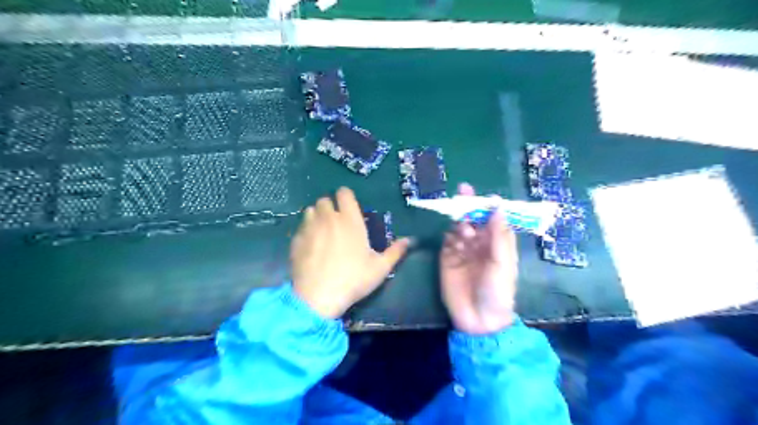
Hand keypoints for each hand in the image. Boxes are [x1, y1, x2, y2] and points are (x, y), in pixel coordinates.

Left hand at [291, 187, 411, 317]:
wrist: (318, 297)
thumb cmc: (353, 279)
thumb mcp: (380, 268)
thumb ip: (395, 251)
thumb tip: (410, 240)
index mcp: (350, 220)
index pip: (344, 193)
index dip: (346, 197)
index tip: (349, 207)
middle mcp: (328, 218)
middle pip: (325, 200)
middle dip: (330, 207)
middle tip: (337, 222)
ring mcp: (309, 228)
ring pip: (310, 211)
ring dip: (317, 216)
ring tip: (322, 231)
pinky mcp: (295, 240)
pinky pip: (300, 227)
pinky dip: (305, 231)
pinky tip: (310, 246)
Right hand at [443, 183, 517, 334]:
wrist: (478, 319)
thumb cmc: (497, 291)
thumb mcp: (502, 263)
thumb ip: (498, 235)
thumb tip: (498, 207)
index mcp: (497, 243)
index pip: (493, 219)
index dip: (489, 206)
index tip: (486, 195)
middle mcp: (480, 243)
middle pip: (474, 219)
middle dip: (469, 206)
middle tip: (463, 192)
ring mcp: (462, 250)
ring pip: (459, 227)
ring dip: (460, 222)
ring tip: (463, 229)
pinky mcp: (447, 257)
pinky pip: (447, 240)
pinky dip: (449, 235)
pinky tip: (452, 237)